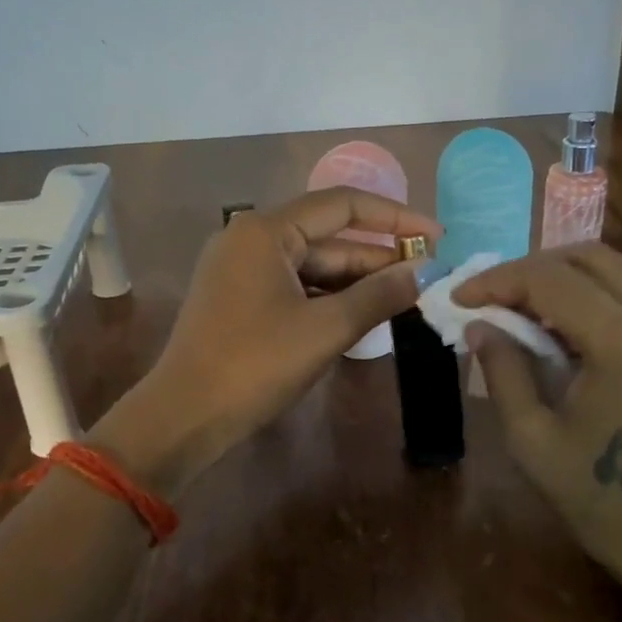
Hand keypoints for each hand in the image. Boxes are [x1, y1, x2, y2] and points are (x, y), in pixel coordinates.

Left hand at [94, 188, 440, 490]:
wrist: (186, 416)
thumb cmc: (256, 364)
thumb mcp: (326, 328)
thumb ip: (379, 294)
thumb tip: (424, 274)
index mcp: (267, 231)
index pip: (344, 205)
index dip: (396, 219)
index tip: (436, 238)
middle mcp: (252, 239)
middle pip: (329, 237)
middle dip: (379, 256)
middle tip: (427, 276)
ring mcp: (243, 270)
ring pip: (314, 266)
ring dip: (358, 281)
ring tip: (405, 297)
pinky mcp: (241, 300)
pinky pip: (297, 287)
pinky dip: (331, 298)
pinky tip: (364, 314)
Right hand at [457, 244, 621, 590]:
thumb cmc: (601, 501)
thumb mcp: (533, 439)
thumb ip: (503, 370)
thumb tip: (478, 325)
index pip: (551, 280)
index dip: (498, 281)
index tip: (459, 298)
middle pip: (589, 257)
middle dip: (530, 269)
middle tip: (490, 298)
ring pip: (616, 269)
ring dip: (563, 278)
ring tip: (520, 310)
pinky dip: (593, 296)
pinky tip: (563, 328)